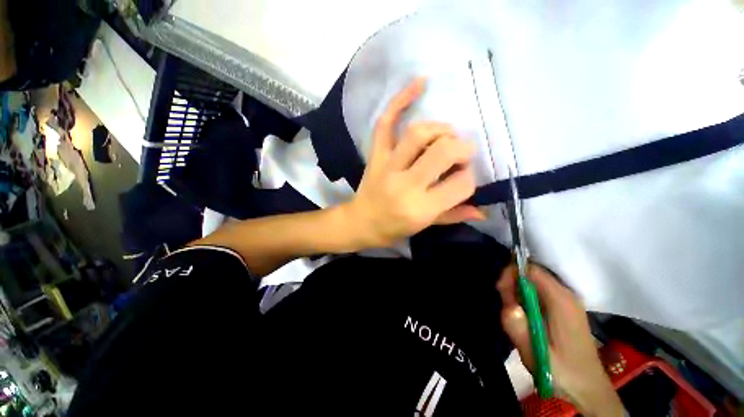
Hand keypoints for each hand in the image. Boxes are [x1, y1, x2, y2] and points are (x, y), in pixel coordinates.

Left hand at [343, 78, 484, 248]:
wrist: (361, 222)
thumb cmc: (393, 228)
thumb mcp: (424, 227)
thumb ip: (454, 215)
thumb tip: (483, 211)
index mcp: (421, 208)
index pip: (460, 184)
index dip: (469, 178)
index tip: (464, 177)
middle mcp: (405, 184)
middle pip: (442, 152)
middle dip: (461, 148)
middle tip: (462, 153)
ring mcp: (388, 166)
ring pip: (418, 134)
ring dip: (440, 130)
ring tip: (445, 137)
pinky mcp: (376, 155)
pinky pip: (386, 123)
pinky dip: (401, 100)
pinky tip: (421, 83)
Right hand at [497, 265, 623, 416]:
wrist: (588, 389)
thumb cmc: (563, 372)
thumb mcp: (536, 354)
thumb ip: (519, 329)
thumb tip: (507, 306)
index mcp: (561, 301)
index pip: (532, 270)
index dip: (512, 274)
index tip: (500, 290)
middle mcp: (565, 295)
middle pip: (531, 275)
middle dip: (512, 285)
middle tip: (505, 307)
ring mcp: (566, 302)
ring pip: (533, 284)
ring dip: (517, 294)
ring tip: (513, 316)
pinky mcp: (564, 309)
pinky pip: (538, 294)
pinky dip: (525, 300)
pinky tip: (523, 318)